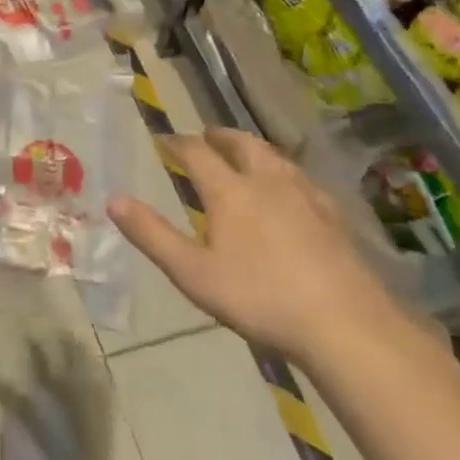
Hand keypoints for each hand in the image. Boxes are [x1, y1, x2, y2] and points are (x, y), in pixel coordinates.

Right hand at [107, 127, 403, 365]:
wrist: (346, 324)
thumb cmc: (260, 298)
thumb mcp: (193, 273)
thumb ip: (152, 235)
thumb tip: (113, 199)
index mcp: (231, 192)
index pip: (198, 154)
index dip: (178, 144)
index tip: (165, 140)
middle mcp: (268, 182)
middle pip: (243, 145)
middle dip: (222, 137)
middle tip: (208, 135)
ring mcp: (306, 196)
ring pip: (276, 158)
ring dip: (255, 149)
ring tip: (246, 154)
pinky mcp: (334, 217)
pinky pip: (303, 179)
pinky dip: (285, 173)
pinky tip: (291, 190)